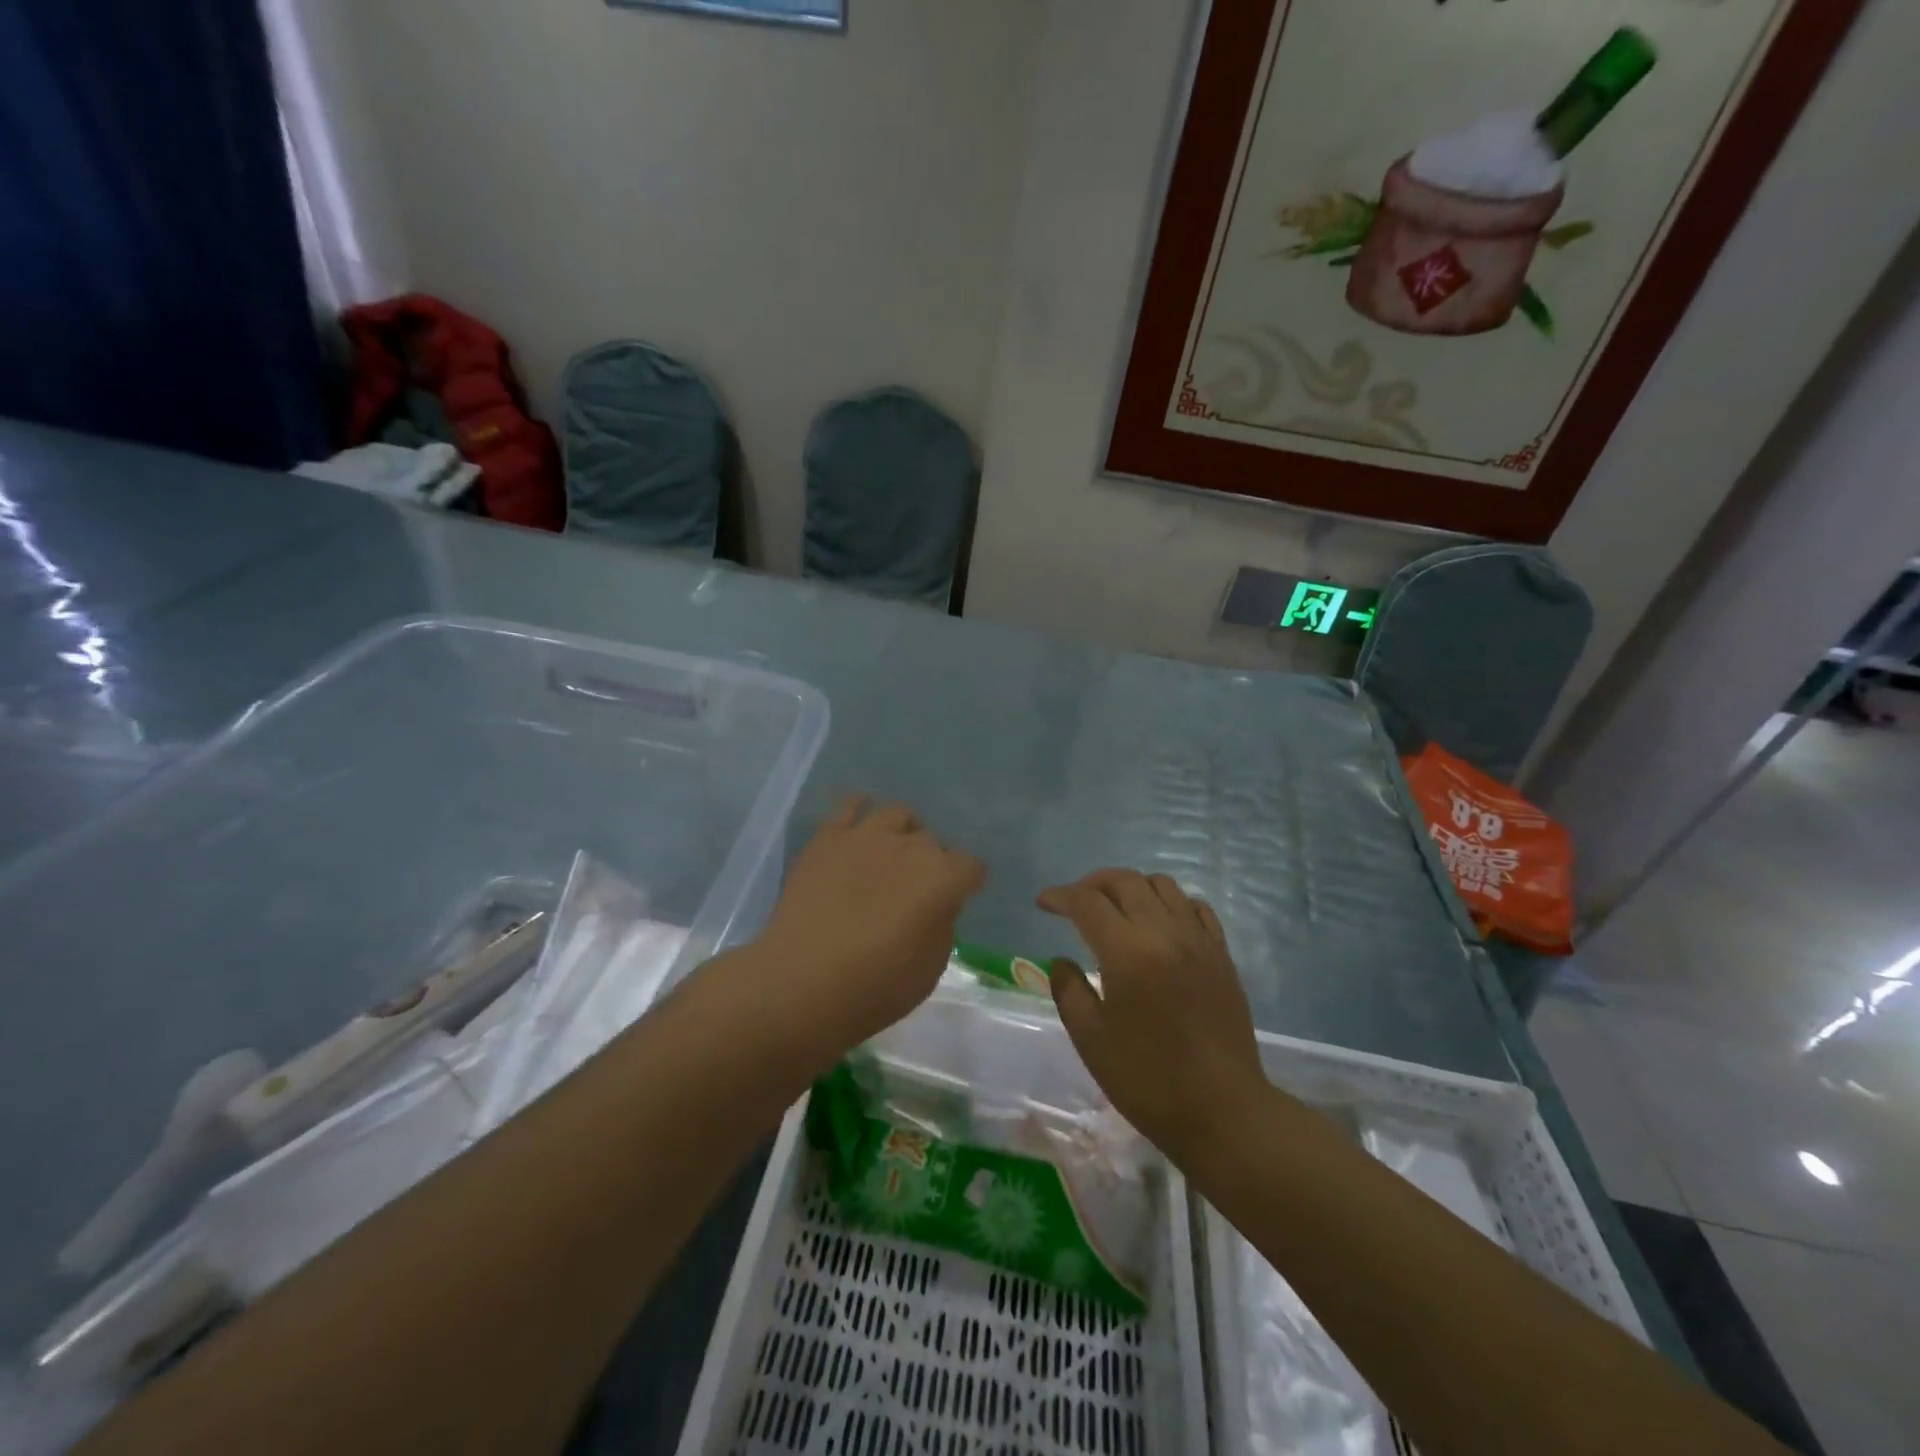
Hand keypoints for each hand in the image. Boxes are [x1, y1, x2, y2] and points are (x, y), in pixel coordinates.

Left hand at [755, 797, 984, 1057]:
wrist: (799, 984)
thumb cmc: (873, 988)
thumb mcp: (929, 969)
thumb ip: (941, 926)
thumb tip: (935, 906)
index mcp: (941, 878)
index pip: (971, 866)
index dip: (966, 884)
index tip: (956, 900)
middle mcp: (909, 847)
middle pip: (933, 842)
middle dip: (932, 863)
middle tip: (916, 891)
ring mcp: (866, 836)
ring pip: (898, 815)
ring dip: (903, 833)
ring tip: (893, 852)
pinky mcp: (827, 838)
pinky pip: (849, 806)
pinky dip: (860, 808)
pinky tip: (860, 820)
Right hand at [1039, 869, 1267, 1165]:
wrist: (1223, 1111)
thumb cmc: (1148, 1080)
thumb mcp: (1091, 1039)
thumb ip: (1069, 990)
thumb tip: (1062, 960)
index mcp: (1128, 953)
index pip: (1087, 902)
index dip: (1060, 896)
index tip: (1043, 903)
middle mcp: (1165, 933)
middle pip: (1125, 881)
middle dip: (1092, 883)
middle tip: (1075, 902)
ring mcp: (1198, 940)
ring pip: (1162, 885)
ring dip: (1131, 888)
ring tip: (1116, 910)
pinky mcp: (1221, 953)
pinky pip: (1195, 906)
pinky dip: (1170, 902)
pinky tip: (1159, 924)